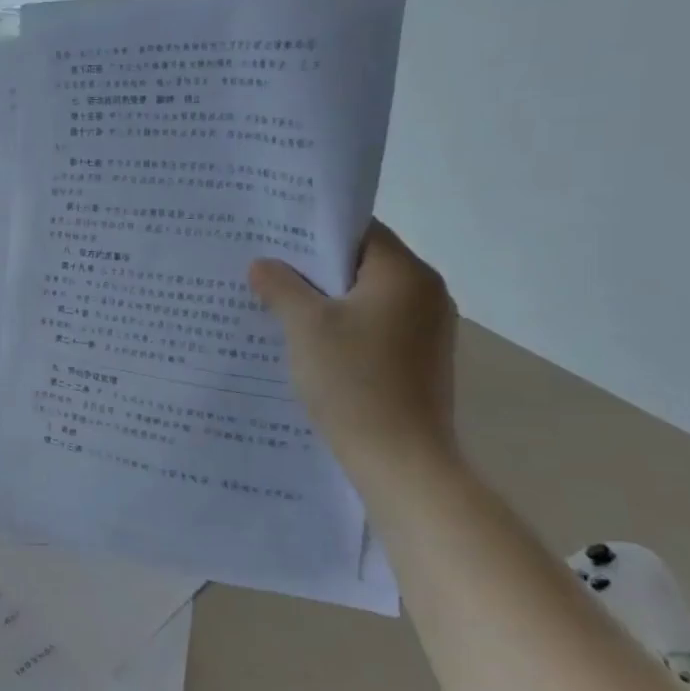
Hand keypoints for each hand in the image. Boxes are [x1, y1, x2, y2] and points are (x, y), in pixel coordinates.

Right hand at [248, 223, 457, 471]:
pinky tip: (306, 342)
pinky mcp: (418, 360)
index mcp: (406, 274)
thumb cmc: (353, 381)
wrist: (400, 460)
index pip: (359, 231)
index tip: (272, 238)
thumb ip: (281, 286)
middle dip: (312, 268)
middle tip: (264, 270)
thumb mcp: (305, 326)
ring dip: (324, 300)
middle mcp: (425, 294)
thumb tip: (262, 265)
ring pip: (365, 297)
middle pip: (362, 263)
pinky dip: (341, 326)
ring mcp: (427, 329)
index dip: (314, 231)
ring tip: (276, 305)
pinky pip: (373, 326)